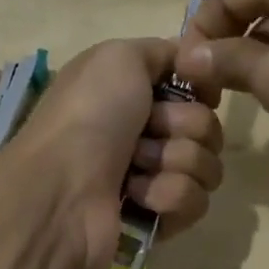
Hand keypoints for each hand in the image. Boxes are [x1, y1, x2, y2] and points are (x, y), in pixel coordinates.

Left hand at [9, 38, 223, 268]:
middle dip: (182, 125)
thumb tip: (190, 62)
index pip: (195, 85)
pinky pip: (197, 200)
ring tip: (136, 169)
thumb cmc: (89, 114)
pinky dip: (168, 195)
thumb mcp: (119, 56)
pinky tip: (136, 198)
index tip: (193, 89)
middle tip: (146, 131)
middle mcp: (145, 130)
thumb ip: (162, 51)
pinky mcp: (160, 217)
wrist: (61, 189)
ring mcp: (153, 175)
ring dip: (175, 161)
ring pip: (208, 163)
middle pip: (207, 123)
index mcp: (134, 91)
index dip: (199, 86)